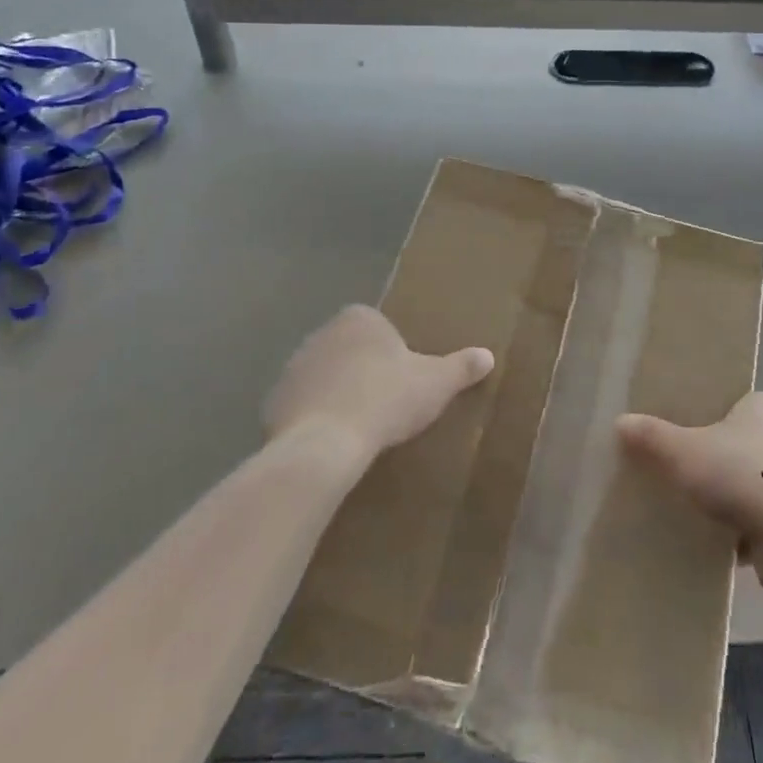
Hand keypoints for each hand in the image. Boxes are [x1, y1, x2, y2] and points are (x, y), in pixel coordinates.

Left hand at [264, 306, 494, 468]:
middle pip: (350, 349)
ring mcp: (294, 366)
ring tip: (357, 427)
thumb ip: (461, 367)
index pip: (379, 327)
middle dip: (363, 370)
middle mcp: (323, 332)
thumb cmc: (386, 400)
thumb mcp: (435, 383)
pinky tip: (330, 441)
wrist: (325, 443)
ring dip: (337, 393)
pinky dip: (314, 417)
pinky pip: (302, 404)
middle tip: (384, 404)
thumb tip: (488, 355)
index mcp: (360, 319)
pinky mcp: (274, 400)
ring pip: (324, 375)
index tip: (403, 382)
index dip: (392, 353)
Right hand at [617, 393, 762, 595]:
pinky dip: (752, 525)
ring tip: (704, 508)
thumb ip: (653, 437)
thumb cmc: (743, 475)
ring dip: (737, 495)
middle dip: (720, 458)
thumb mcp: (685, 452)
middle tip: (688, 471)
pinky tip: (727, 540)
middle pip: (744, 442)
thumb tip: (620, 422)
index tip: (685, 435)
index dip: (707, 417)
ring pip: (759, 481)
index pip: (732, 402)